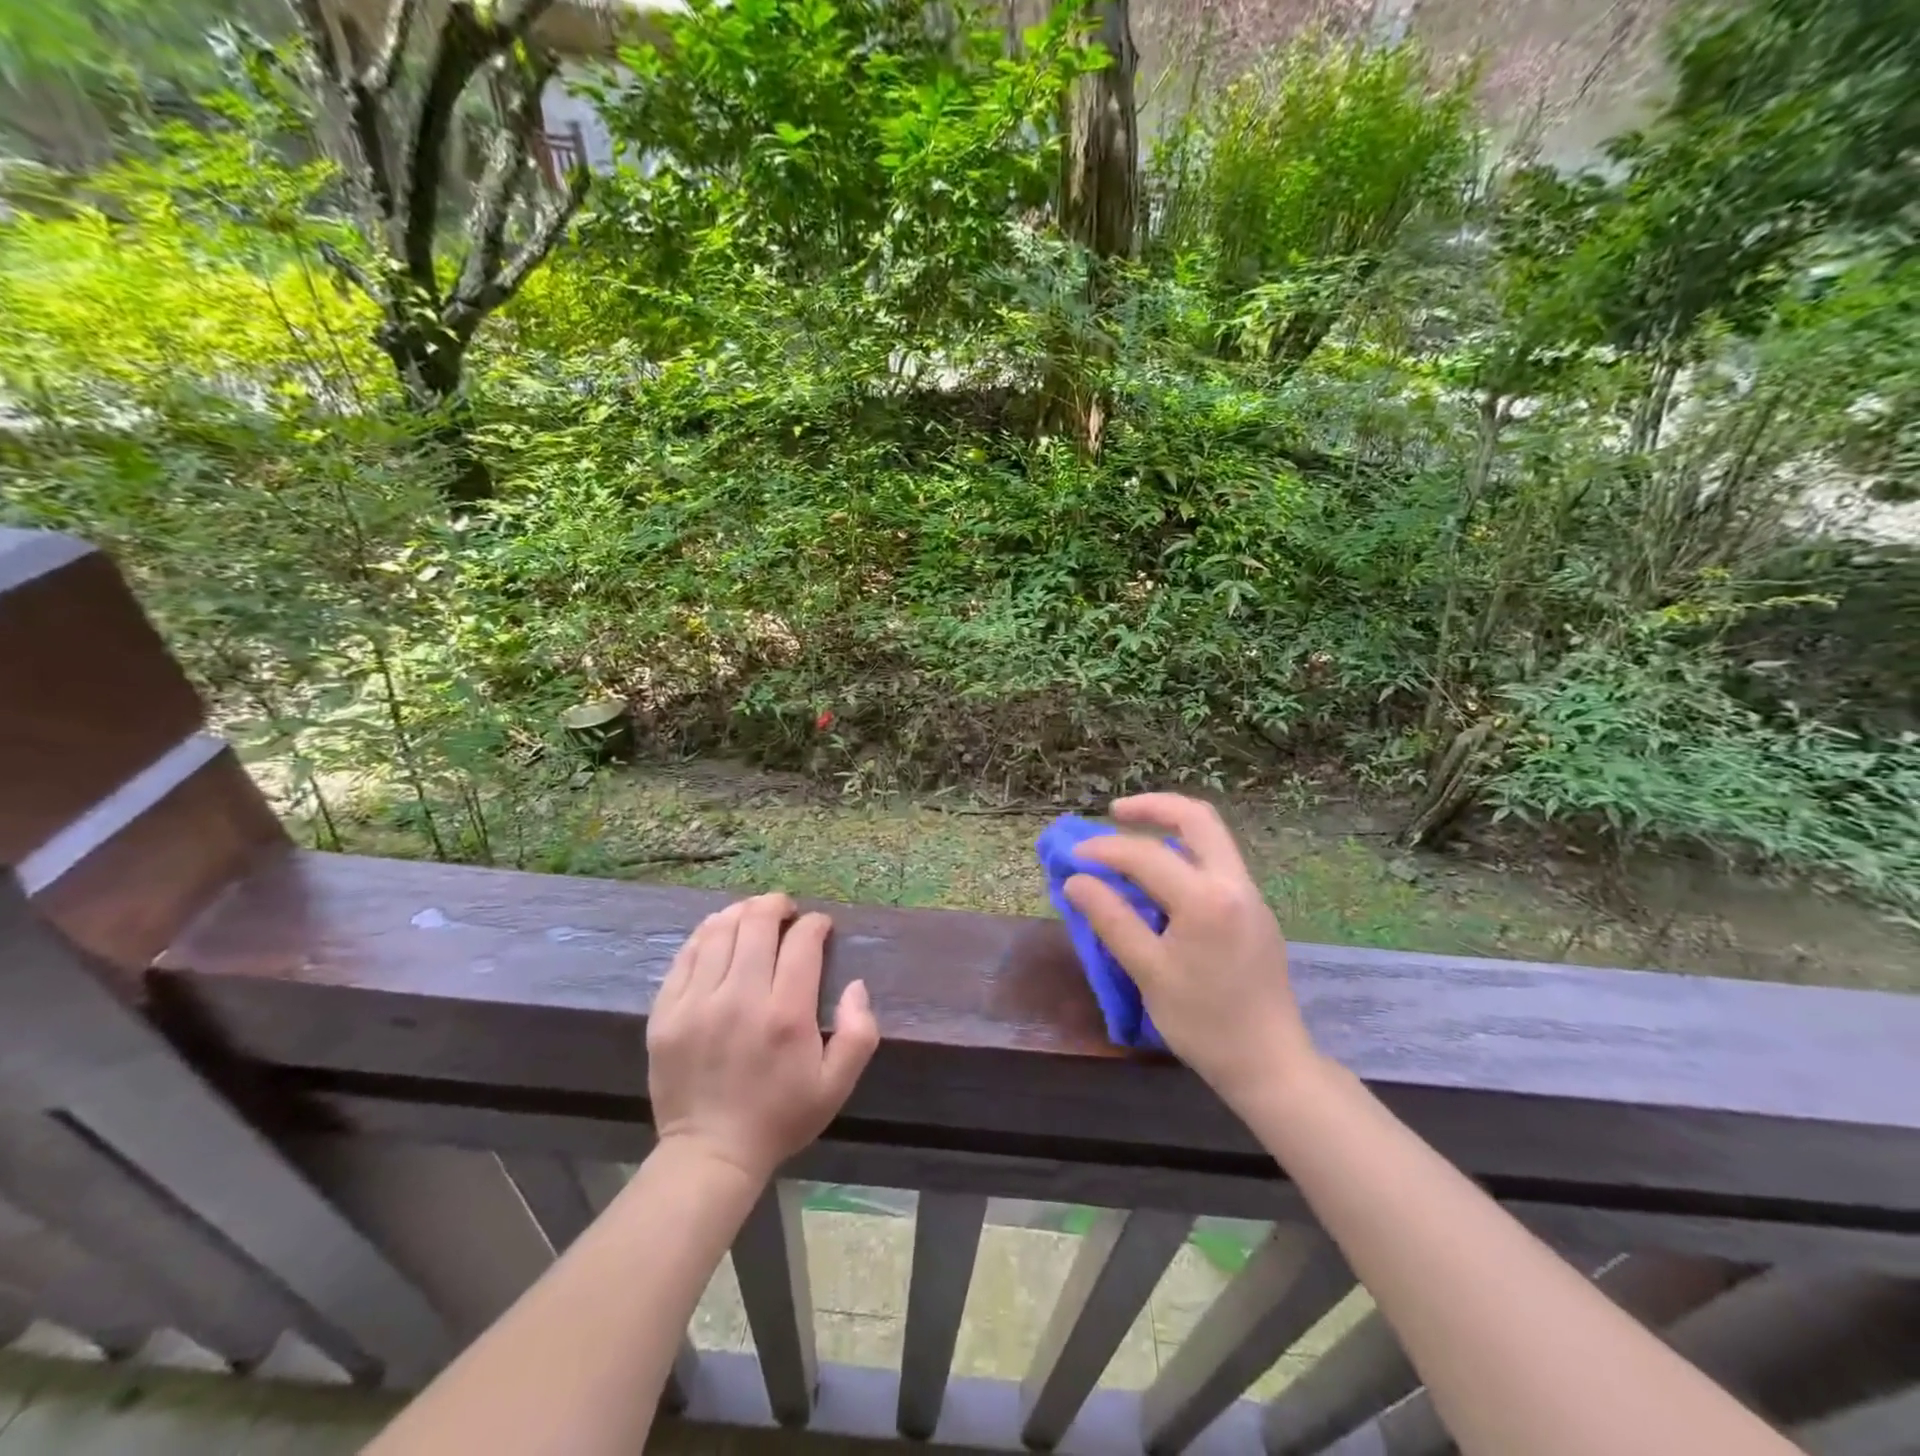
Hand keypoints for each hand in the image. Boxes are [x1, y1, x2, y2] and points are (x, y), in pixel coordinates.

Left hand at [648, 893, 879, 1183]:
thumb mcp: (836, 1085)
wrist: (710, 1154)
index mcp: (786, 1015)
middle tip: (786, 910)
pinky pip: (685, 955)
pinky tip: (719, 933)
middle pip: (757, 924)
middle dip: (777, 906)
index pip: (802, 942)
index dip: (815, 924)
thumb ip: (858, 1032)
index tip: (820, 927)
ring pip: (719, 931)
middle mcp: (740, 999)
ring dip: (741, 913)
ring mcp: (697, 1003)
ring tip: (753, 915)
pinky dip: (706, 934)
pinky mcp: (666, 1012)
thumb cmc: (780, 1117)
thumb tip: (856, 985)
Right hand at [1063, 794, 1316, 1110]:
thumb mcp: (1148, 971)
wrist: (1270, 1064)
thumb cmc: (1204, 1023)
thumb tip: (1076, 881)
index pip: (1145, 855)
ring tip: (1131, 840)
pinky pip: (1217, 863)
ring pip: (1211, 837)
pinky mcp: (1254, 911)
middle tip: (1114, 813)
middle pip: (1197, 818)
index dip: (1103, 850)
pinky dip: (1185, 854)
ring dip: (1171, 828)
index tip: (1072, 857)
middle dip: (1153, 807)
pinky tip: (1160, 878)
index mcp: (1206, 898)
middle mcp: (1234, 883)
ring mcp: (1250, 895)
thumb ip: (1111, 919)